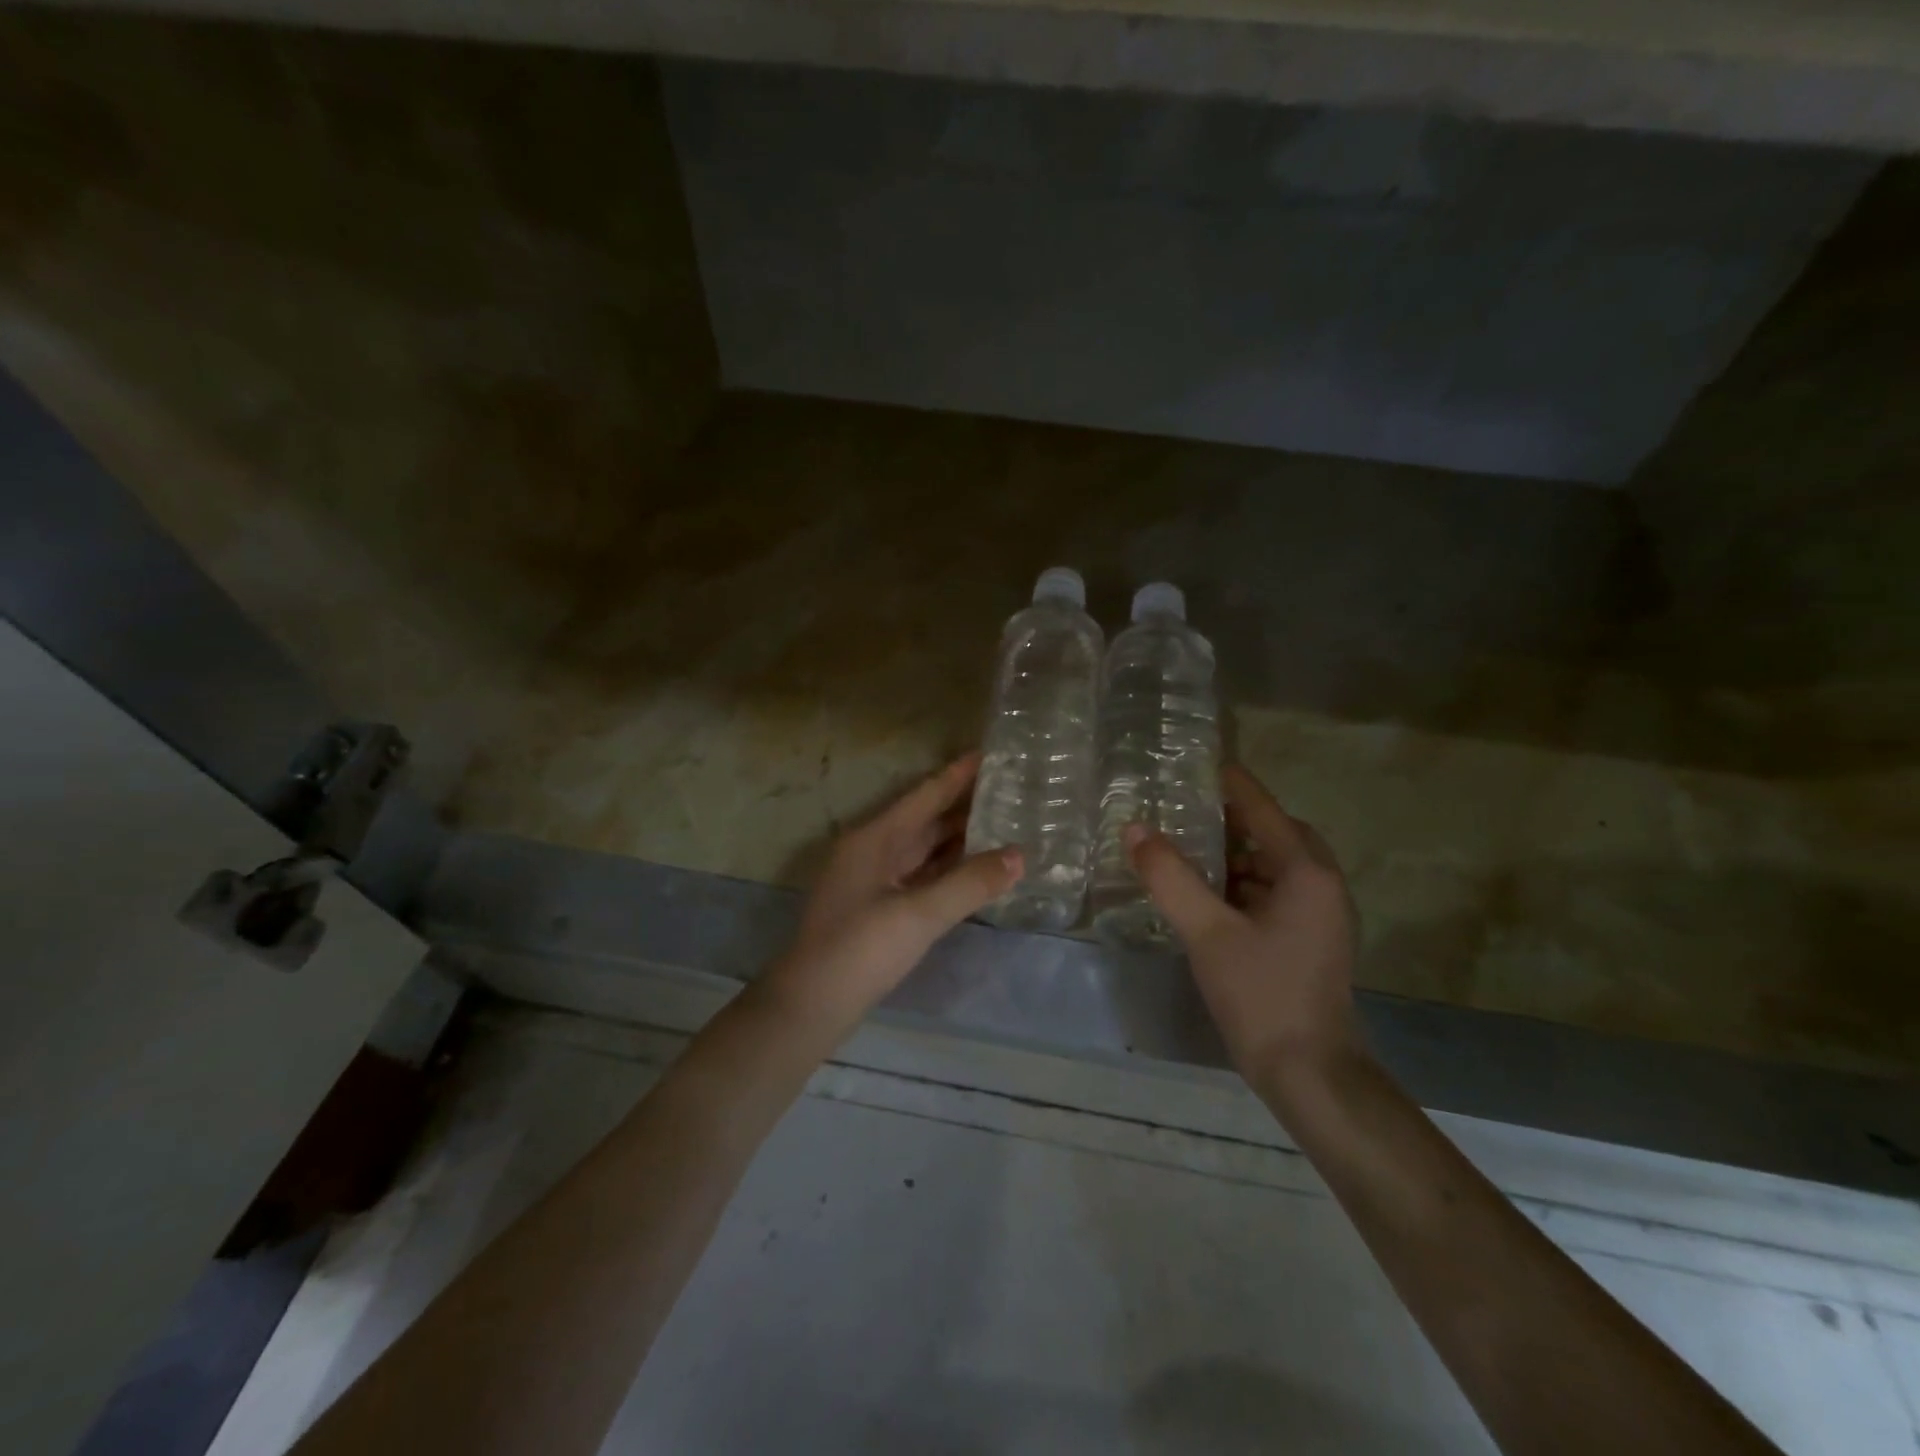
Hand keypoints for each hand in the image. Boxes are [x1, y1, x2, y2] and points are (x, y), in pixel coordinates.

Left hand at [764, 753, 1021, 1031]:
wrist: (810, 1005)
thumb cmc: (860, 950)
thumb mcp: (919, 915)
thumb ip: (970, 883)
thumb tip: (1019, 855)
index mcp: (875, 838)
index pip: (925, 795)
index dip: (958, 774)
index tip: (991, 753)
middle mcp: (872, 850)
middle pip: (925, 819)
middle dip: (964, 804)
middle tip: (1010, 789)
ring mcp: (873, 879)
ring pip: (923, 848)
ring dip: (958, 836)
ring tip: (1002, 822)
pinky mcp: (877, 906)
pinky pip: (920, 874)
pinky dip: (947, 867)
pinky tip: (974, 867)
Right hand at [1126, 764, 1362, 1091]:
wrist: (1310, 1074)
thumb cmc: (1263, 995)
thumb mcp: (1208, 933)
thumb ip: (1170, 877)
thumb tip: (1135, 829)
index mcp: (1305, 873)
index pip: (1264, 809)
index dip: (1232, 784)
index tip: (1199, 763)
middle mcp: (1320, 885)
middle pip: (1275, 834)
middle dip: (1234, 819)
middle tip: (1188, 810)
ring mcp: (1319, 916)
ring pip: (1274, 866)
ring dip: (1236, 853)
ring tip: (1188, 847)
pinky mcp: (1309, 940)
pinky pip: (1273, 892)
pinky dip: (1242, 883)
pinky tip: (1207, 894)